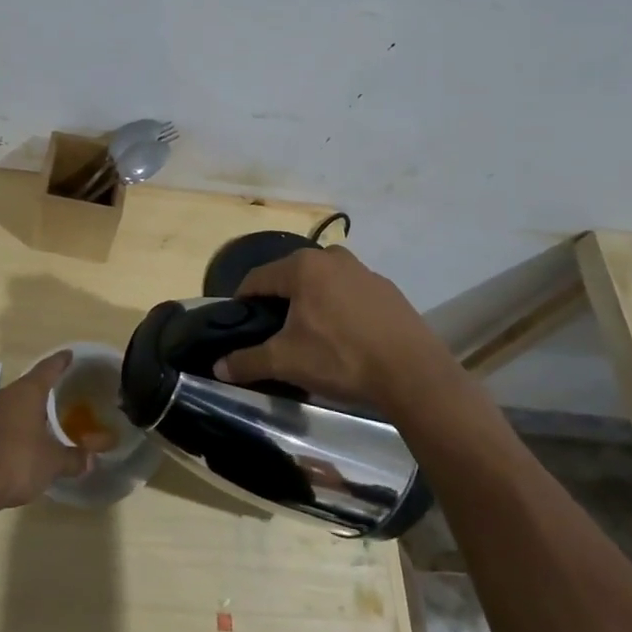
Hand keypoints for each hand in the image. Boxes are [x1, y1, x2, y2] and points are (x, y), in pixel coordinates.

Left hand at [0, 352, 111, 510]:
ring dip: (30, 406)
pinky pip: (4, 418)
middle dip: (46, 386)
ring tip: (47, 414)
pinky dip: (17, 423)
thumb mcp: (52, 463)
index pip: (48, 368)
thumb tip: (91, 460)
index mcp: (27, 392)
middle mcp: (7, 395)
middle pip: (30, 383)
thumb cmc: (17, 462)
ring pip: (15, 402)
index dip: (61, 361)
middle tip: (65, 388)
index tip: (70, 354)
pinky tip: (26, 437)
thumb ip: (73, 458)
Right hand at [212, 246, 455, 410]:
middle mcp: (332, 258)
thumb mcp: (287, 361)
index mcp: (302, 266)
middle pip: (291, 277)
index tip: (239, 324)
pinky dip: (340, 310)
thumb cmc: (341, 358)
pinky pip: (350, 294)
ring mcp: (364, 271)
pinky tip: (345, 339)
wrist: (414, 374)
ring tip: (311, 337)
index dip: (242, 301)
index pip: (257, 278)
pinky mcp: (388, 290)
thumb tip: (218, 367)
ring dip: (311, 304)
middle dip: (279, 302)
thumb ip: (248, 361)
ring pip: (322, 284)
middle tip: (274, 333)